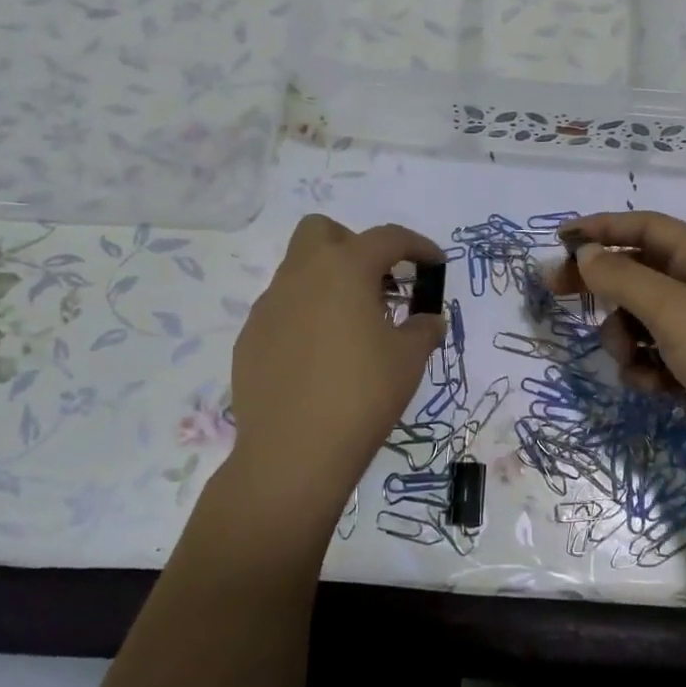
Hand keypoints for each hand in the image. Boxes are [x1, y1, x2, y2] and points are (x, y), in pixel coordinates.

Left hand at [228, 215, 445, 527]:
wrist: (292, 455)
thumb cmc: (362, 396)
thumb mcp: (409, 359)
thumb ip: (424, 328)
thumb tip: (428, 319)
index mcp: (344, 269)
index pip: (387, 238)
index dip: (418, 245)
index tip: (436, 263)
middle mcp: (301, 275)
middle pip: (323, 231)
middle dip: (353, 245)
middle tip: (378, 283)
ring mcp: (269, 306)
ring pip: (298, 270)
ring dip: (328, 282)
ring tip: (352, 325)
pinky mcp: (250, 337)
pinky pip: (282, 309)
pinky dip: (305, 316)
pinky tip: (320, 356)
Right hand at [554, 211, 685, 507]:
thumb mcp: (675, 311)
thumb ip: (623, 279)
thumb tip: (585, 253)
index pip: (645, 228)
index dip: (603, 227)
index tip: (560, 240)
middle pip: (636, 273)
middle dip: (600, 283)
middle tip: (557, 293)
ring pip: (638, 321)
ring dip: (623, 337)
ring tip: (631, 358)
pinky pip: (652, 359)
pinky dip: (645, 370)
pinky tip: (655, 388)